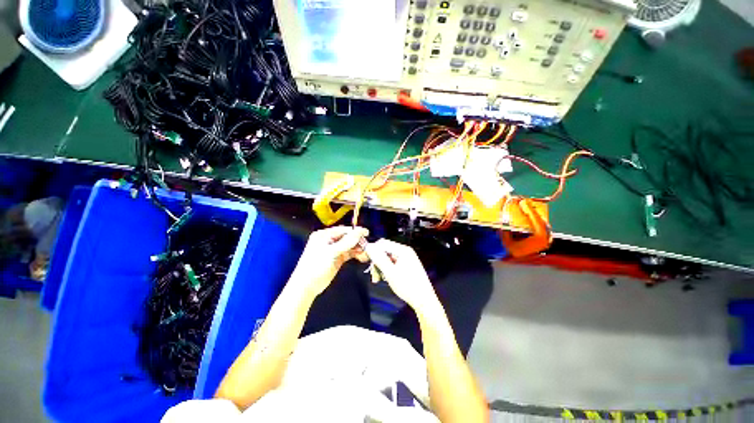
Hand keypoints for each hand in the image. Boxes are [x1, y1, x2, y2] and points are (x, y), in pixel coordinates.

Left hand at [290, 226, 368, 298]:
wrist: (306, 286)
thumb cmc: (316, 266)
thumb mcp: (331, 252)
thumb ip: (346, 242)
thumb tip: (360, 232)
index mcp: (324, 235)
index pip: (343, 230)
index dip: (355, 231)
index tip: (367, 233)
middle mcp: (329, 240)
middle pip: (347, 237)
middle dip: (357, 241)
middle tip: (367, 245)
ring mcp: (333, 250)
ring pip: (349, 245)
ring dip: (357, 248)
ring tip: (365, 252)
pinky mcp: (337, 258)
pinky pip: (349, 253)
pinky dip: (355, 254)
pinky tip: (362, 256)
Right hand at [365, 239, 438, 312]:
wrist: (424, 300)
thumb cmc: (407, 286)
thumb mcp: (390, 272)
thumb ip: (378, 258)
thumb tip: (368, 246)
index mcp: (403, 250)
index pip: (383, 243)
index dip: (373, 251)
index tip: (366, 262)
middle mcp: (405, 251)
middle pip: (385, 250)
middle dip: (377, 261)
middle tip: (373, 276)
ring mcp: (407, 258)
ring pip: (388, 258)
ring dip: (381, 267)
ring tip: (378, 279)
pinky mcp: (407, 265)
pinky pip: (393, 263)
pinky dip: (387, 269)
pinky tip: (386, 278)